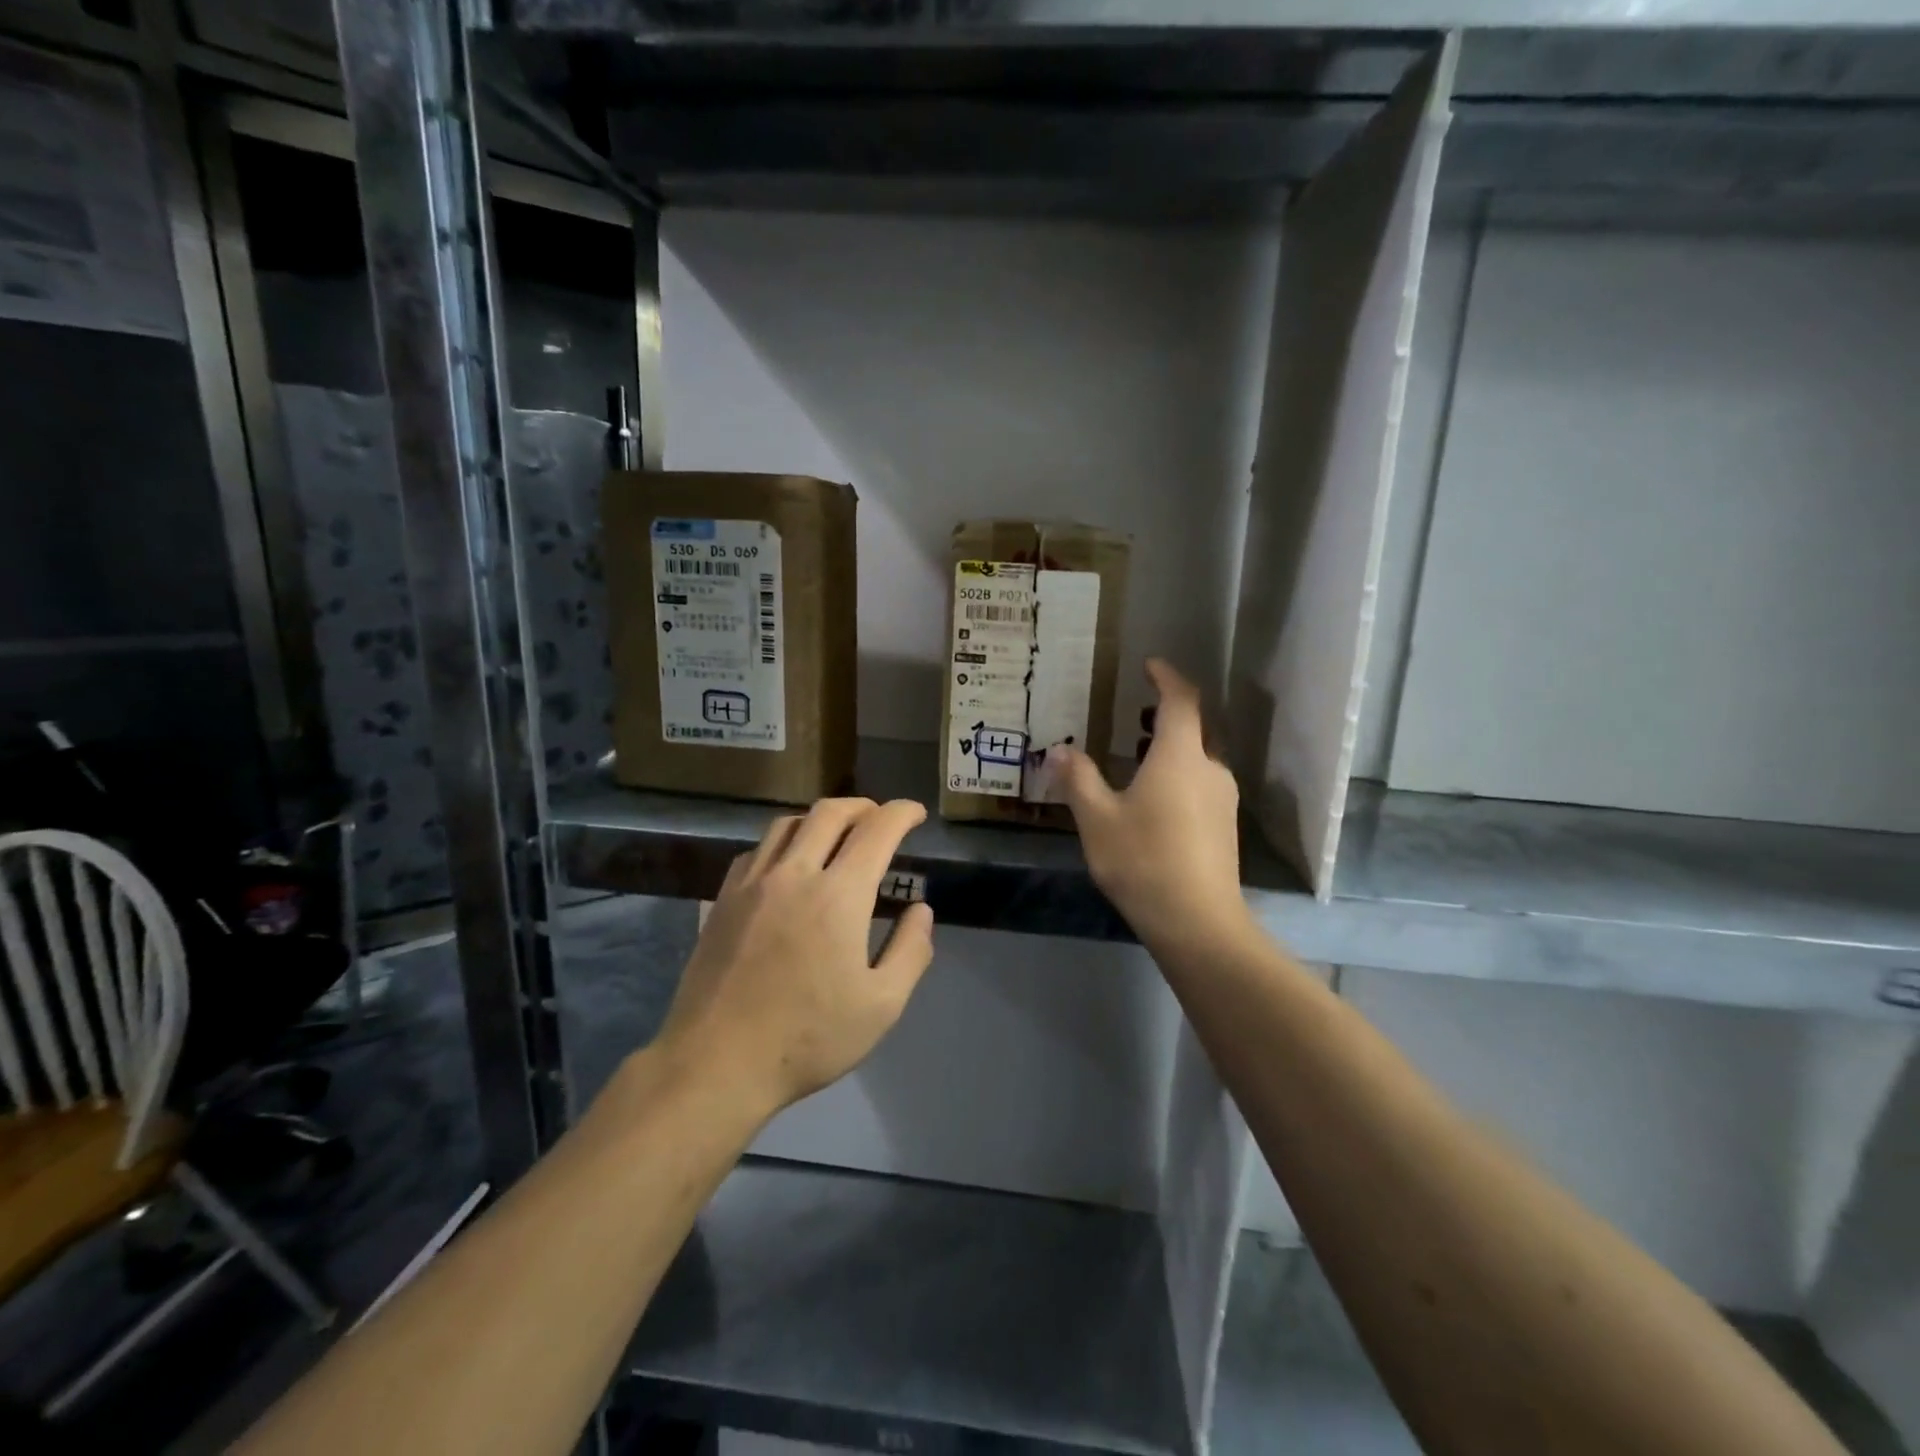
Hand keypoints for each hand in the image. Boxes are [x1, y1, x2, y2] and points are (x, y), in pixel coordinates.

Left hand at [654, 798, 935, 1121]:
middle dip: (864, 806)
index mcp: (839, 895)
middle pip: (830, 812)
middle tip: (880, 820)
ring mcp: (753, 883)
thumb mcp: (882, 1006)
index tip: (915, 814)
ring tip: (837, 835)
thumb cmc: (808, 1038)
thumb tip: (920, 910)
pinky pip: (757, 850)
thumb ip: (911, 951)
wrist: (716, 1063)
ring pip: (788, 824)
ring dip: (821, 819)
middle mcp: (795, 874)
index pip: (877, 830)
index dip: (902, 813)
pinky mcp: (723, 899)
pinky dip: (783, 843)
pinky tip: (789, 866)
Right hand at [1048, 659, 1252, 956]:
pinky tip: (1155, 799)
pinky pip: (1202, 783)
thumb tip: (1059, 750)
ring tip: (1140, 755)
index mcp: (1180, 756)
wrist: (1198, 922)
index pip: (1181, 700)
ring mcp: (1223, 799)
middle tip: (1136, 714)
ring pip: (1200, 758)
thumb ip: (1078, 779)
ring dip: (1173, 747)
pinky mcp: (1225, 826)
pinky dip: (1180, 774)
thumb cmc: (1143, 861)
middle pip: (1195, 727)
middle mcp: (1209, 768)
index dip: (1167, 678)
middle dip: (1168, 714)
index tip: (1150, 665)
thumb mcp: (1097, 819)